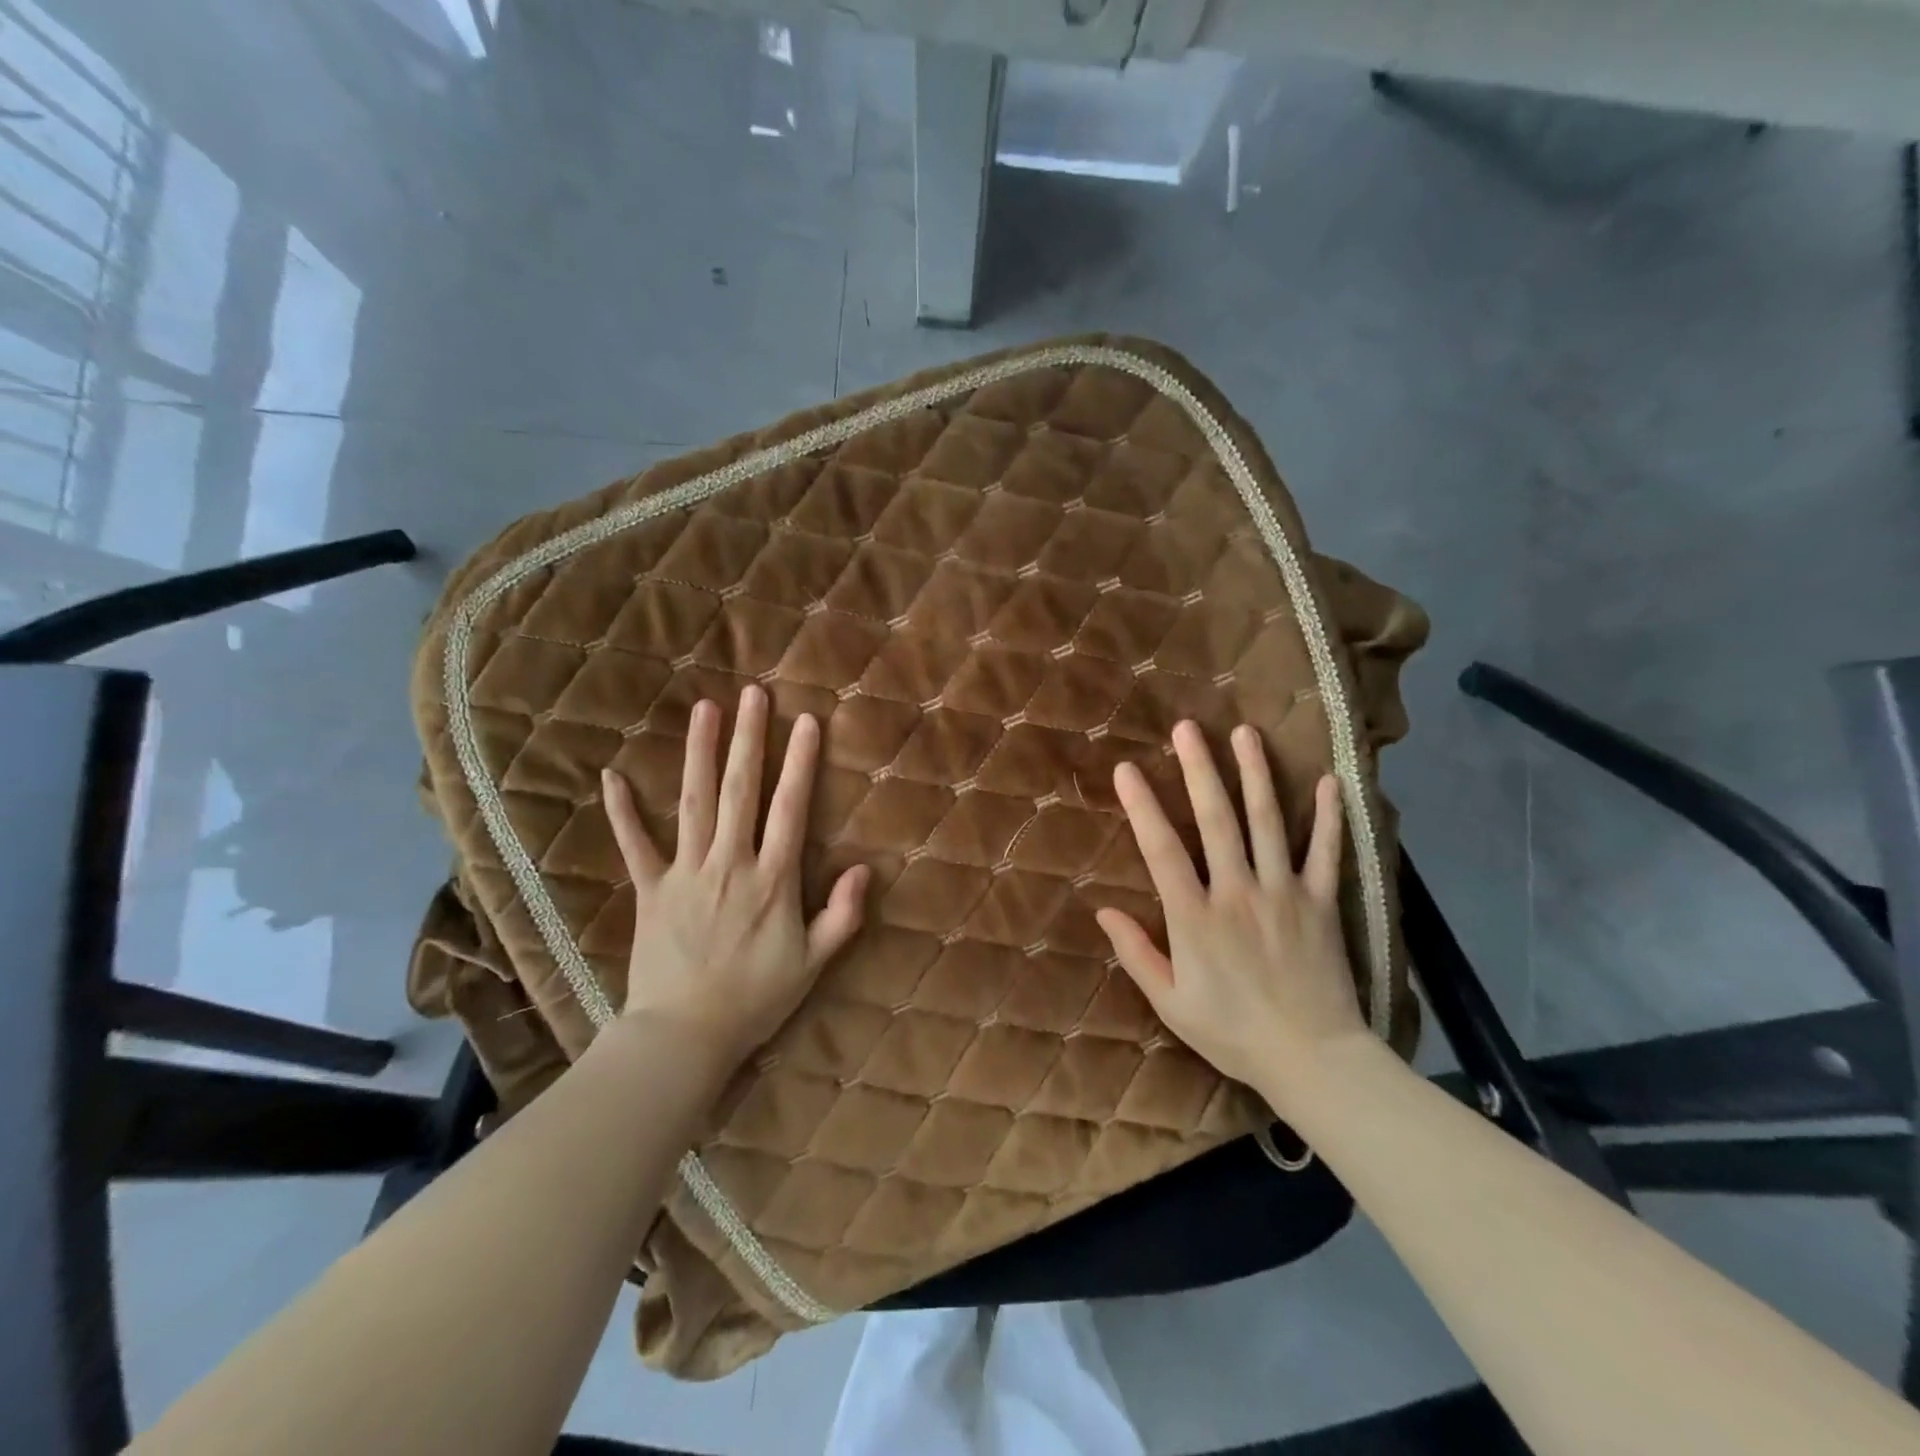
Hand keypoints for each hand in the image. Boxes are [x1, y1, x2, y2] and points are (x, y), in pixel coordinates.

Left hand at [601, 686, 867, 1069]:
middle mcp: (730, 863)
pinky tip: (613, 776)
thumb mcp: (813, 963)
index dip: (800, 763)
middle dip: (748, 739)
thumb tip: (863, 868)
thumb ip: (842, 915)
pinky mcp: (651, 889)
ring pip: (694, 802)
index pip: (790, 809)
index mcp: (772, 880)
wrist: (685, 1035)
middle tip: (753, 695)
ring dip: (699, 753)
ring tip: (704, 709)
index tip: (806, 722)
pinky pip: (635, 844)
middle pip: (740, 791)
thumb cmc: (755, 999)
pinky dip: (623, 811)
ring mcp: (686, 873)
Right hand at [1094, 721, 1368, 1119]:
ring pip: (1268, 823)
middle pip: (1216, 820)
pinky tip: (1326, 780)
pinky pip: (1327, 853)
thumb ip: (1137, 954)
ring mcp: (1284, 893)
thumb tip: (1103, 911)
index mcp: (1195, 917)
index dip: (1142, 805)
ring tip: (1245, 733)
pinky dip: (1328, 817)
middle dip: (1200, 770)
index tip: (1127, 769)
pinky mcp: (1322, 903)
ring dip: (1255, 774)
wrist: (1313, 1060)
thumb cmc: (1233, 1033)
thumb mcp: (1171, 1003)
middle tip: (1188, 728)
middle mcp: (1238, 892)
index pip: (1162, 849)